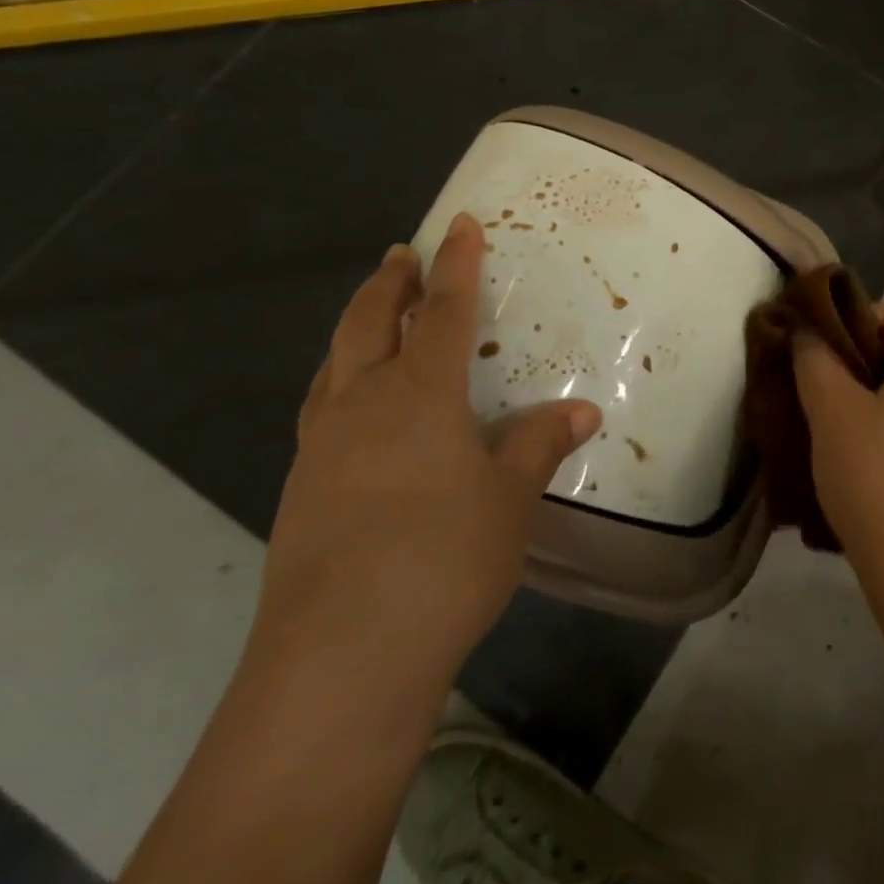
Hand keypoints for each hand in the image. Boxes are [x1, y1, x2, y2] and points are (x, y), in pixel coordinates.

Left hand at [251, 214, 601, 708]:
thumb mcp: (509, 499)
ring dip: (354, 330)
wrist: (340, 659)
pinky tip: (353, 414)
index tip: (458, 224)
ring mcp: (321, 449)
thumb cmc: (442, 559)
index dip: (455, 265)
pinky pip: (321, 412)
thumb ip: (540, 445)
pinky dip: (339, 385)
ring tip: (368, 320)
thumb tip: (582, 411)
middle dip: (387, 284)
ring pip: (333, 365)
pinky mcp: (300, 492)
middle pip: (368, 323)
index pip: (441, 310)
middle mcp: (361, 405)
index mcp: (417, 393)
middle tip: (399, 255)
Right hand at [792, 301, 883, 579]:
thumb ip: (814, 358)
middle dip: (857, 352)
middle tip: (817, 377)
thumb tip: (805, 330)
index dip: (850, 319)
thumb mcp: (832, 412)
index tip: (816, 348)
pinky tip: (858, 438)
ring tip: (831, 409)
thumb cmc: (875, 477)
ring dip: (869, 383)